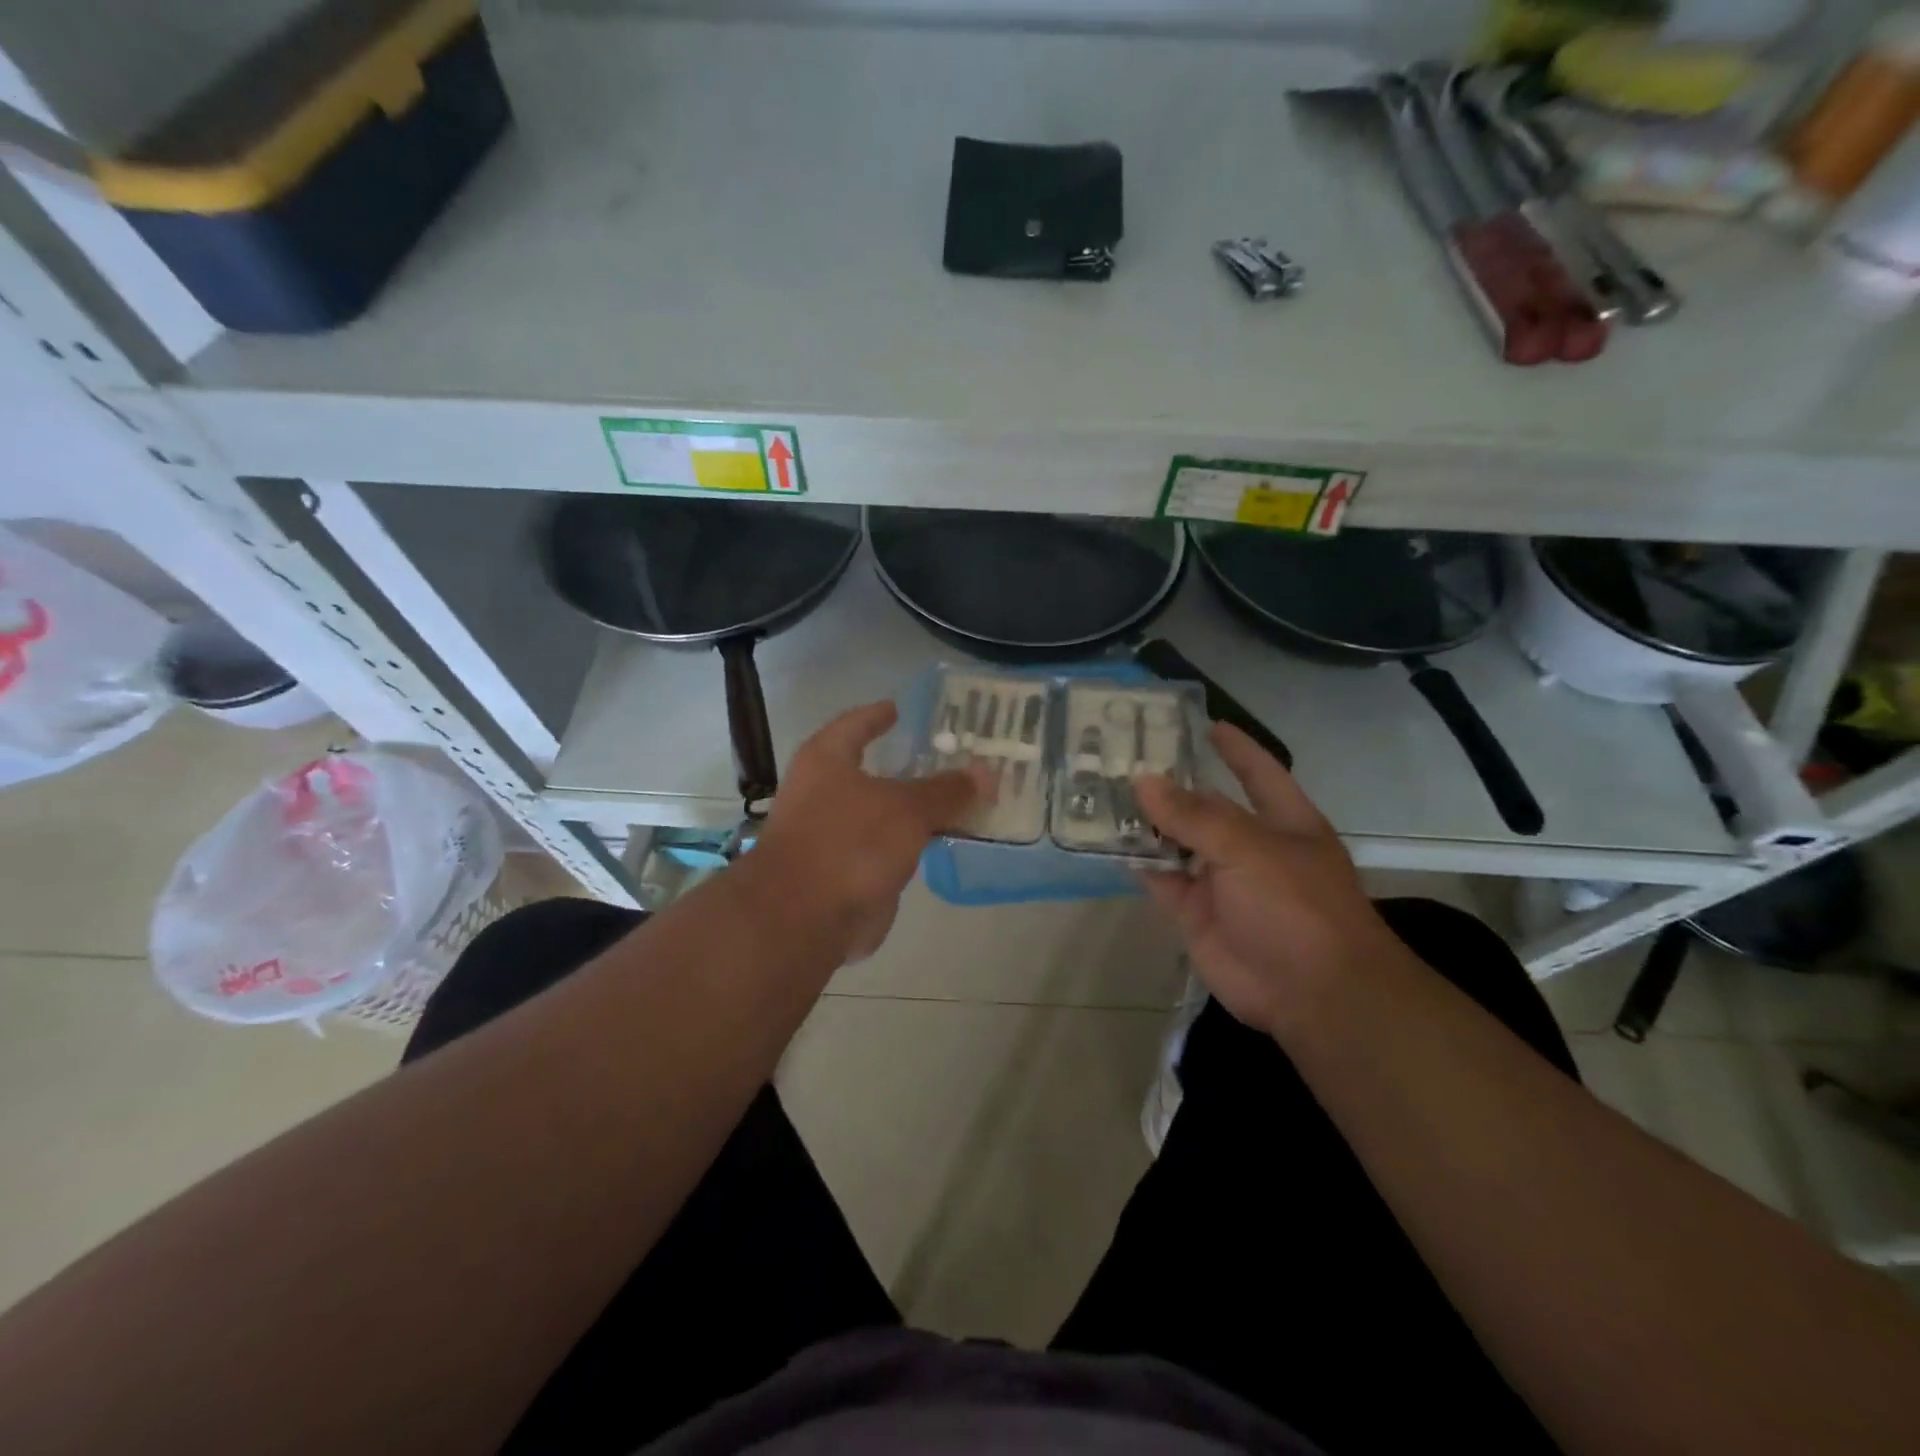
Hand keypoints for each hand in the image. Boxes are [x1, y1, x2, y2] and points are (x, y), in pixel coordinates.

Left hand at [755, 702, 987, 961]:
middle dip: (909, 767)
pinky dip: (909, 843)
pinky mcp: (841, 871)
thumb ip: (946, 790)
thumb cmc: (849, 842)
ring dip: (913, 810)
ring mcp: (829, 834)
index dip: (878, 716)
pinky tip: (939, 841)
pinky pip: (884, 848)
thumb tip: (986, 774)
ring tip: (955, 800)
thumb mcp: (907, 809)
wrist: (803, 918)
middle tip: (949, 758)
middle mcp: (822, 792)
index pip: (855, 724)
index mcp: (826, 760)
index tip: (899, 708)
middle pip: (872, 771)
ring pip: (882, 813)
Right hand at [1135, 723, 1401, 1040]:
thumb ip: (1193, 815)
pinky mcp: (1194, 912)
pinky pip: (1160, 878)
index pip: (1258, 773)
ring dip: (1146, 821)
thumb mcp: (1247, 848)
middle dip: (1172, 785)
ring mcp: (1221, 881)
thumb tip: (1143, 779)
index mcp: (1283, 822)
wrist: (1309, 992)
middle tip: (1125, 756)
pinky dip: (1137, 861)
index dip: (1236, 749)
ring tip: (1104, 790)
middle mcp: (1251, 847)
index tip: (1205, 724)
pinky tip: (1106, 839)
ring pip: (1176, 842)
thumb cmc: (1295, 904)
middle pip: (1207, 807)